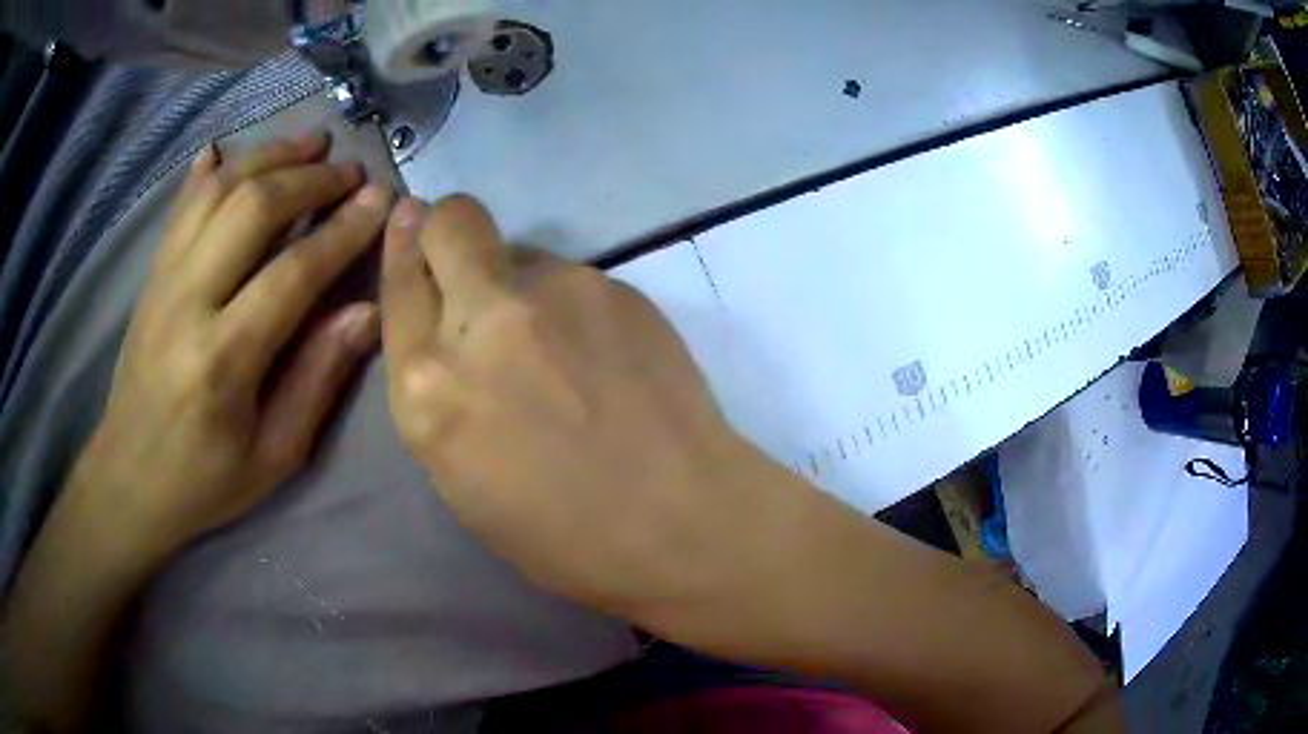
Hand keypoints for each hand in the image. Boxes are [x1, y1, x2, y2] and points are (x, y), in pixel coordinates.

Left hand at [76, 131, 393, 554]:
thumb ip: (317, 380)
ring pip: (217, 191)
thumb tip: (365, 312)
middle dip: (309, 177)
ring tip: (310, 143)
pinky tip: (228, 150)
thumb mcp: (274, 456)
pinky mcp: (151, 277)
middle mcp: (188, 303)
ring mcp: (163, 281)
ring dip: (268, 156)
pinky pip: (180, 207)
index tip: (381, 199)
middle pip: (251, 208)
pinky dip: (208, 171)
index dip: (343, 230)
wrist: (129, 479)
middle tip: (351, 170)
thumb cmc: (205, 480)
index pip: (292, 273)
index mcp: (223, 360)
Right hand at [380, 195, 789, 625]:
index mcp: (428, 386)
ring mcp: (557, 291)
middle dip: (448, 230)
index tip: (410, 219)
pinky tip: (603, 355)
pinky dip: (571, 305)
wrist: (680, 519)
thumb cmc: (562, 535)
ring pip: (520, 251)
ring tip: (559, 346)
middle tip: (469, 264)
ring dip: (519, 284)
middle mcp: (483, 319)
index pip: (400, 285)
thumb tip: (451, 335)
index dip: (403, 247)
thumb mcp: (460, 478)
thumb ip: (441, 392)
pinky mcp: (615, 286)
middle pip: (453, 222)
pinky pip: (572, 277)